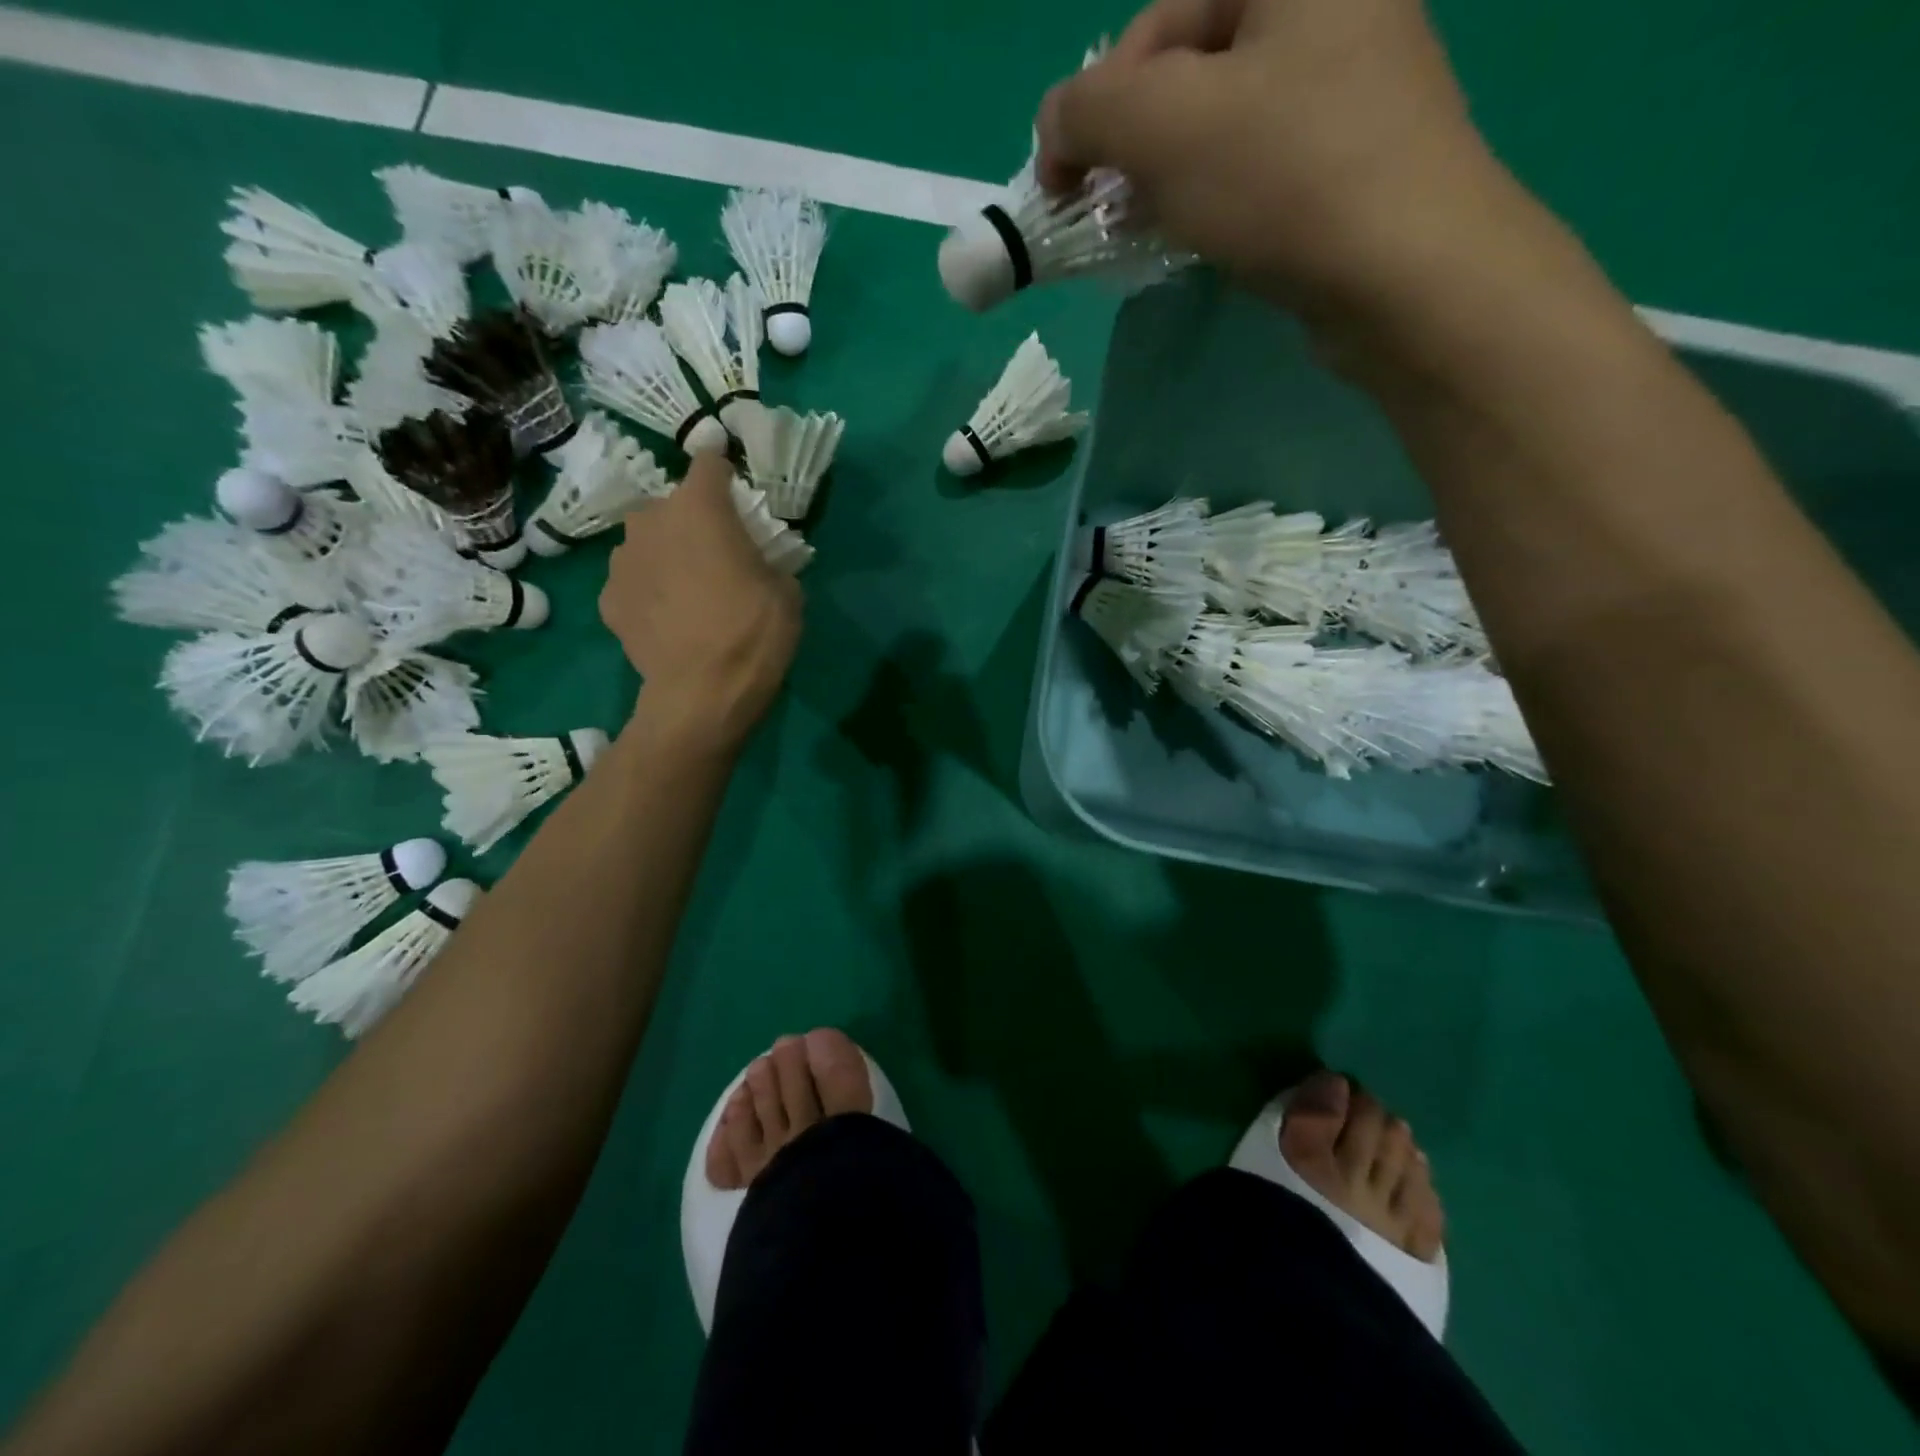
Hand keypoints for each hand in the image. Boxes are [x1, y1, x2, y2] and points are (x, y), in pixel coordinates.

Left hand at [601, 451, 801, 748]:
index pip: (709, 463)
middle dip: (694, 522)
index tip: (737, 493)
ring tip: (688, 592)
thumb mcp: (786, 592)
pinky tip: (668, 620)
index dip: (724, 474)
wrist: (702, 695)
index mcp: (699, 508)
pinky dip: (649, 592)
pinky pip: (634, 582)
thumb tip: (755, 565)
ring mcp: (622, 560)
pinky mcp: (608, 599)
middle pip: (674, 506)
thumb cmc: (753, 634)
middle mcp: (651, 521)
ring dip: (667, 555)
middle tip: (717, 556)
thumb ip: (767, 561)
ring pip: (648, 543)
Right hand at [1037, 0, 1519, 316]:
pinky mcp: (1358, 154)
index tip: (1060, 184)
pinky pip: (1262, 160)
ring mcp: (1356, 79)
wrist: (1406, 275)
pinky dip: (1217, 196)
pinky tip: (1199, 237)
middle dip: (1135, 143)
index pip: (1159, 17)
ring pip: (1225, 120)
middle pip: (1192, 66)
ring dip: (1169, 177)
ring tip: (1145, 231)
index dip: (1094, 101)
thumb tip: (1056, 124)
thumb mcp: (1163, 126)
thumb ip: (1089, 109)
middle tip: (1108, 209)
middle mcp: (1334, 2)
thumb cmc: (1285, 179)